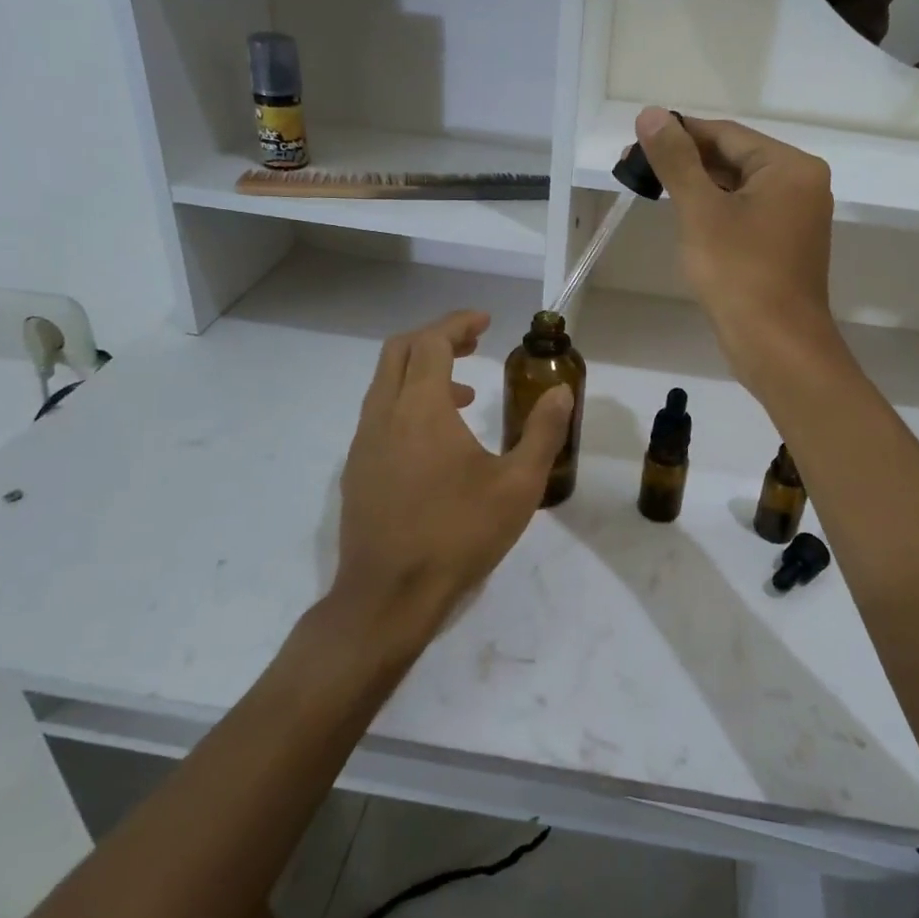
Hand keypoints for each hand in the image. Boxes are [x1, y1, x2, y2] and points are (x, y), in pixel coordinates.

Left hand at [331, 310, 573, 646]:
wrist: (389, 596)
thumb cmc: (458, 534)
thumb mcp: (518, 485)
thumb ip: (543, 432)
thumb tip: (561, 392)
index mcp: (420, 408)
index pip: (432, 341)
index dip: (458, 323)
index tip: (486, 321)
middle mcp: (383, 414)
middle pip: (400, 351)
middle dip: (437, 338)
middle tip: (474, 344)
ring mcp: (363, 443)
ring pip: (386, 383)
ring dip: (422, 373)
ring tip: (464, 395)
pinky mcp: (357, 469)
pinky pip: (380, 414)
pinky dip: (407, 403)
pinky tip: (437, 442)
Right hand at [632, 105, 842, 389]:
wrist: (777, 347)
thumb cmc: (740, 274)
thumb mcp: (701, 212)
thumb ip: (676, 160)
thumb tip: (651, 114)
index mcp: (790, 167)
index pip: (726, 134)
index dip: (679, 134)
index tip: (635, 142)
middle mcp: (801, 184)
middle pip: (734, 158)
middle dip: (685, 163)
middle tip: (635, 169)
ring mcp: (796, 217)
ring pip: (738, 188)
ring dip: (697, 187)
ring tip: (652, 191)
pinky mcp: (785, 245)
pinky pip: (745, 214)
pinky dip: (715, 212)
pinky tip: (685, 219)